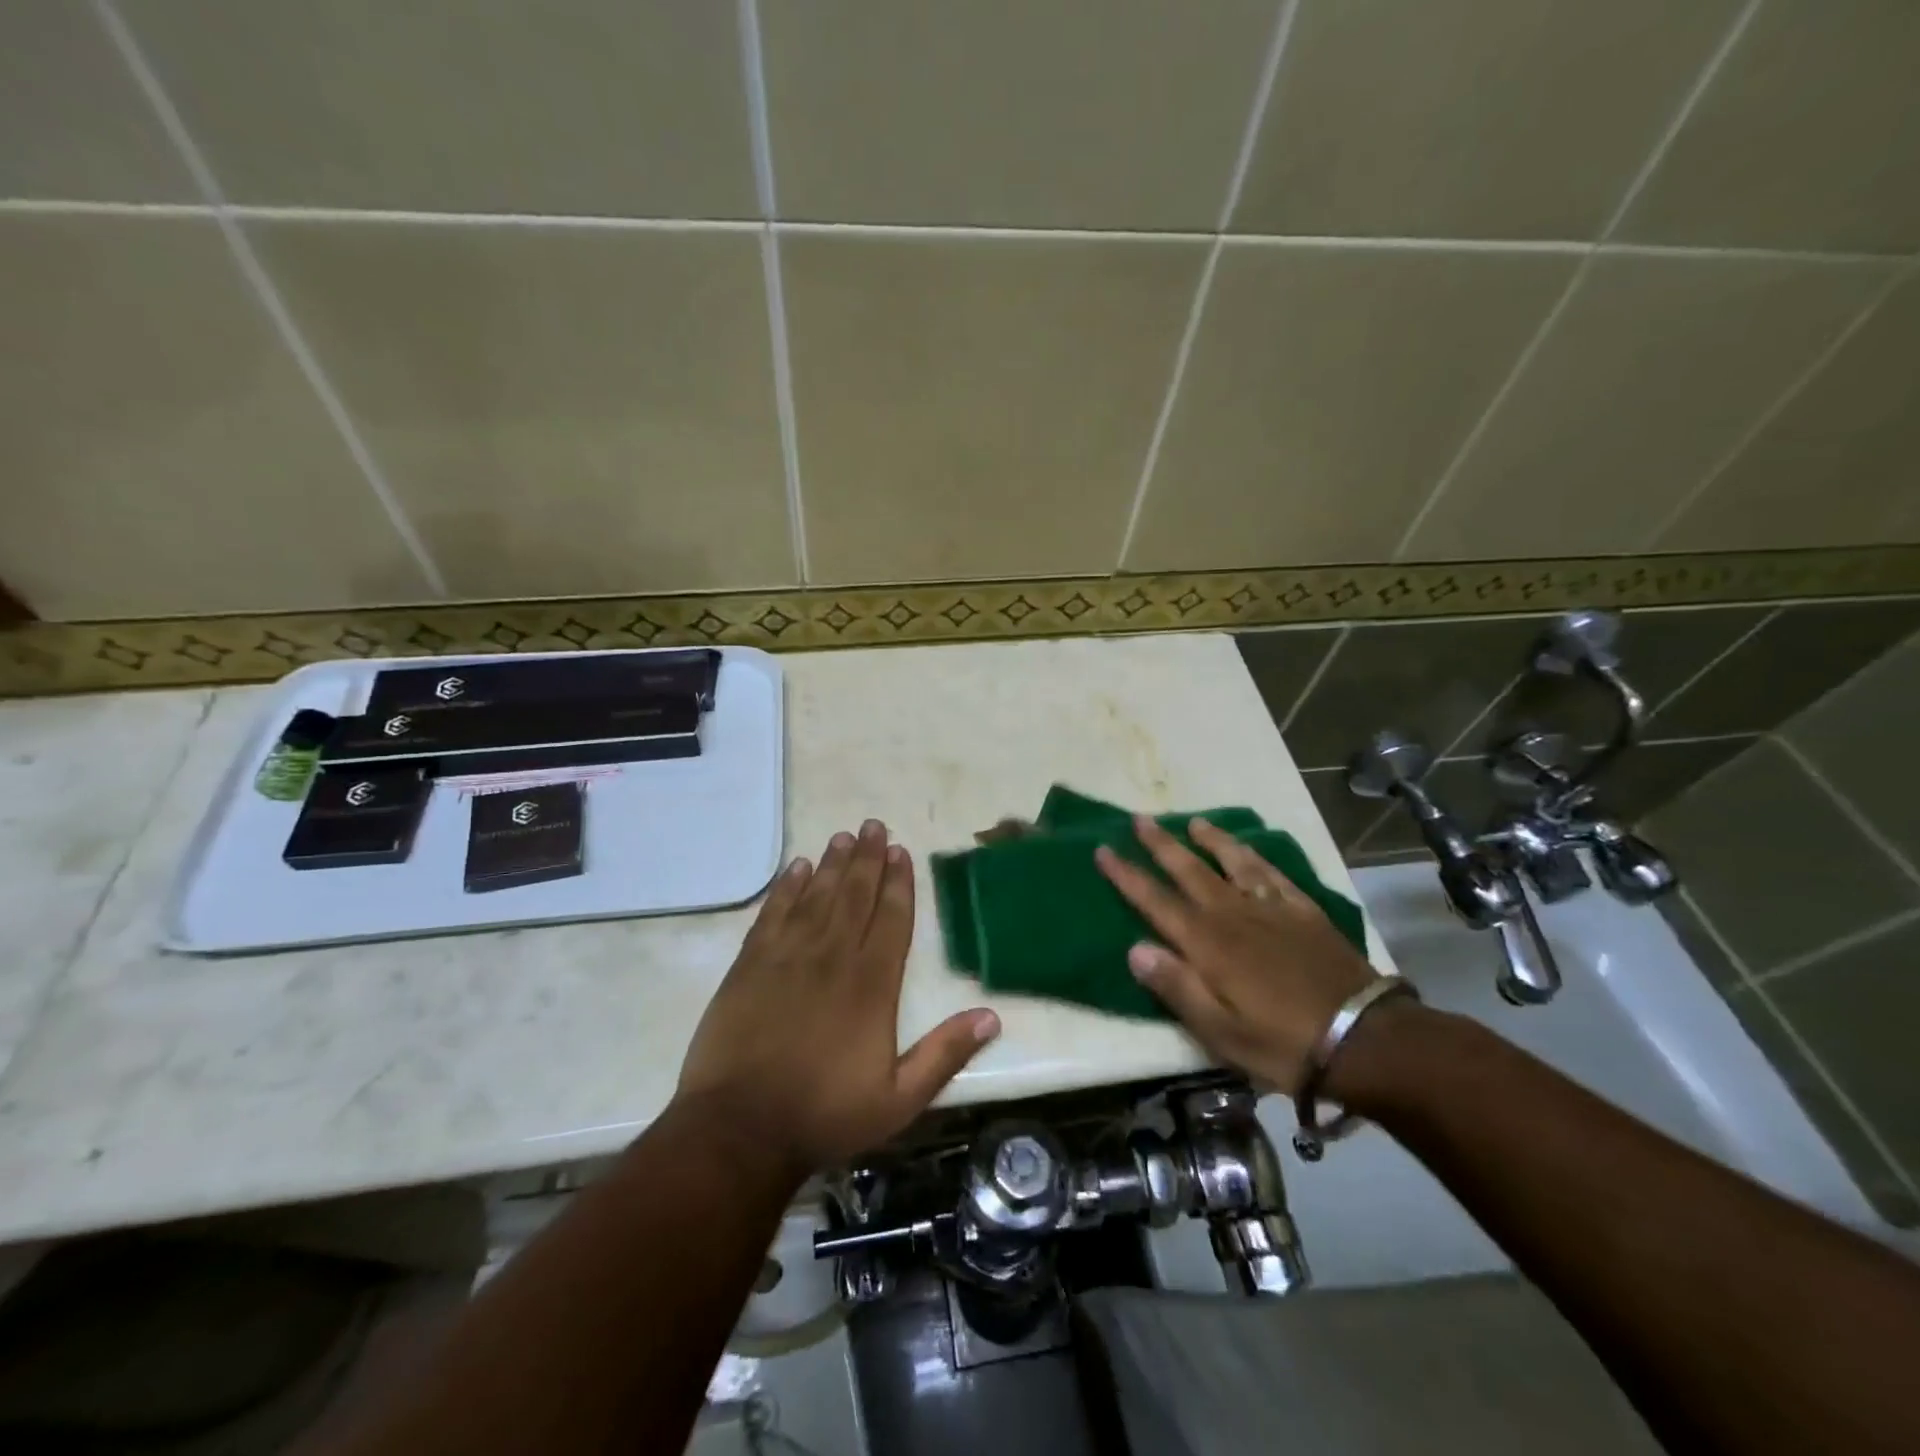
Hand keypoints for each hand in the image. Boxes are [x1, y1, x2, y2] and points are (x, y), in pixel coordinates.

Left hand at [676, 820, 1000, 1178]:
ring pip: (816, 896)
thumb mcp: (899, 1099)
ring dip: (831, 864)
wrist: (740, 1129)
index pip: (892, 919)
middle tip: (873, 825)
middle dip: (867, 858)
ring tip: (843, 836)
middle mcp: (833, 957)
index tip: (900, 851)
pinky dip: (786, 888)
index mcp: (872, 985)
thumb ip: (945, 1054)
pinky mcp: (750, 965)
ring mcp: (787, 956)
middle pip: (855, 895)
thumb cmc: (824, 1114)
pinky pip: (773, 913)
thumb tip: (992, 1017)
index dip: (898, 882)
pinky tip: (796, 868)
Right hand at [1094, 816, 1377, 1092]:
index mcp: (1206, 943)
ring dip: (1209, 840)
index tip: (1103, 849)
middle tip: (1140, 818)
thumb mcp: (1219, 1031)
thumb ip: (1176, 986)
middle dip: (1160, 844)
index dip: (1126, 874)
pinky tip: (1250, 850)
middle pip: (1189, 870)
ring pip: (1233, 862)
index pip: (1155, 900)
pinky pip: (1273, 873)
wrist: (1363, 1039)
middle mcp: (1233, 914)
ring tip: (1193, 822)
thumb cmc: (1281, 1043)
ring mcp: (1271, 909)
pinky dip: (1255, 856)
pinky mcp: (1304, 912)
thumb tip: (1134, 948)